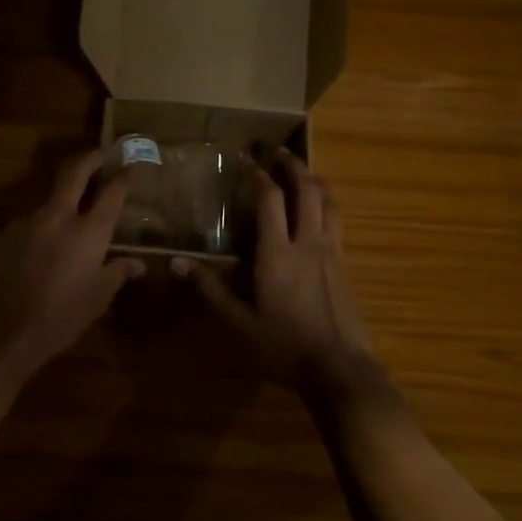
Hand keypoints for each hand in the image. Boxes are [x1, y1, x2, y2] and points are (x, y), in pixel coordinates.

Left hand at [0, 150, 144, 388]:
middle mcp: (56, 217)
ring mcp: (23, 223)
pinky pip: (24, 229)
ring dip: (59, 209)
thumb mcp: (97, 300)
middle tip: (99, 155)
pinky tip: (33, 259)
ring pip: (46, 204)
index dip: (123, 178)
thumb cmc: (59, 320)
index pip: (111, 192)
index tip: (129, 169)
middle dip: (89, 159)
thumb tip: (138, 264)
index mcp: (87, 232)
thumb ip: (117, 273)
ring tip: (63, 232)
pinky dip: (35, 235)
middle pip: (73, 173)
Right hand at [175, 151, 379, 394]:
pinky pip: (338, 222)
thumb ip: (210, 290)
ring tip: (304, 172)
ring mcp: (332, 252)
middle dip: (293, 166)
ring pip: (329, 203)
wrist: (339, 368)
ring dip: (316, 181)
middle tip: (280, 152)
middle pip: (307, 190)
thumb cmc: (283, 346)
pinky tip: (321, 212)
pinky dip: (327, 205)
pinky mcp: (345, 265)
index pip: (271, 200)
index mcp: (278, 253)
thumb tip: (176, 263)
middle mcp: (308, 243)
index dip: (259, 176)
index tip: (248, 161)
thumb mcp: (239, 323)